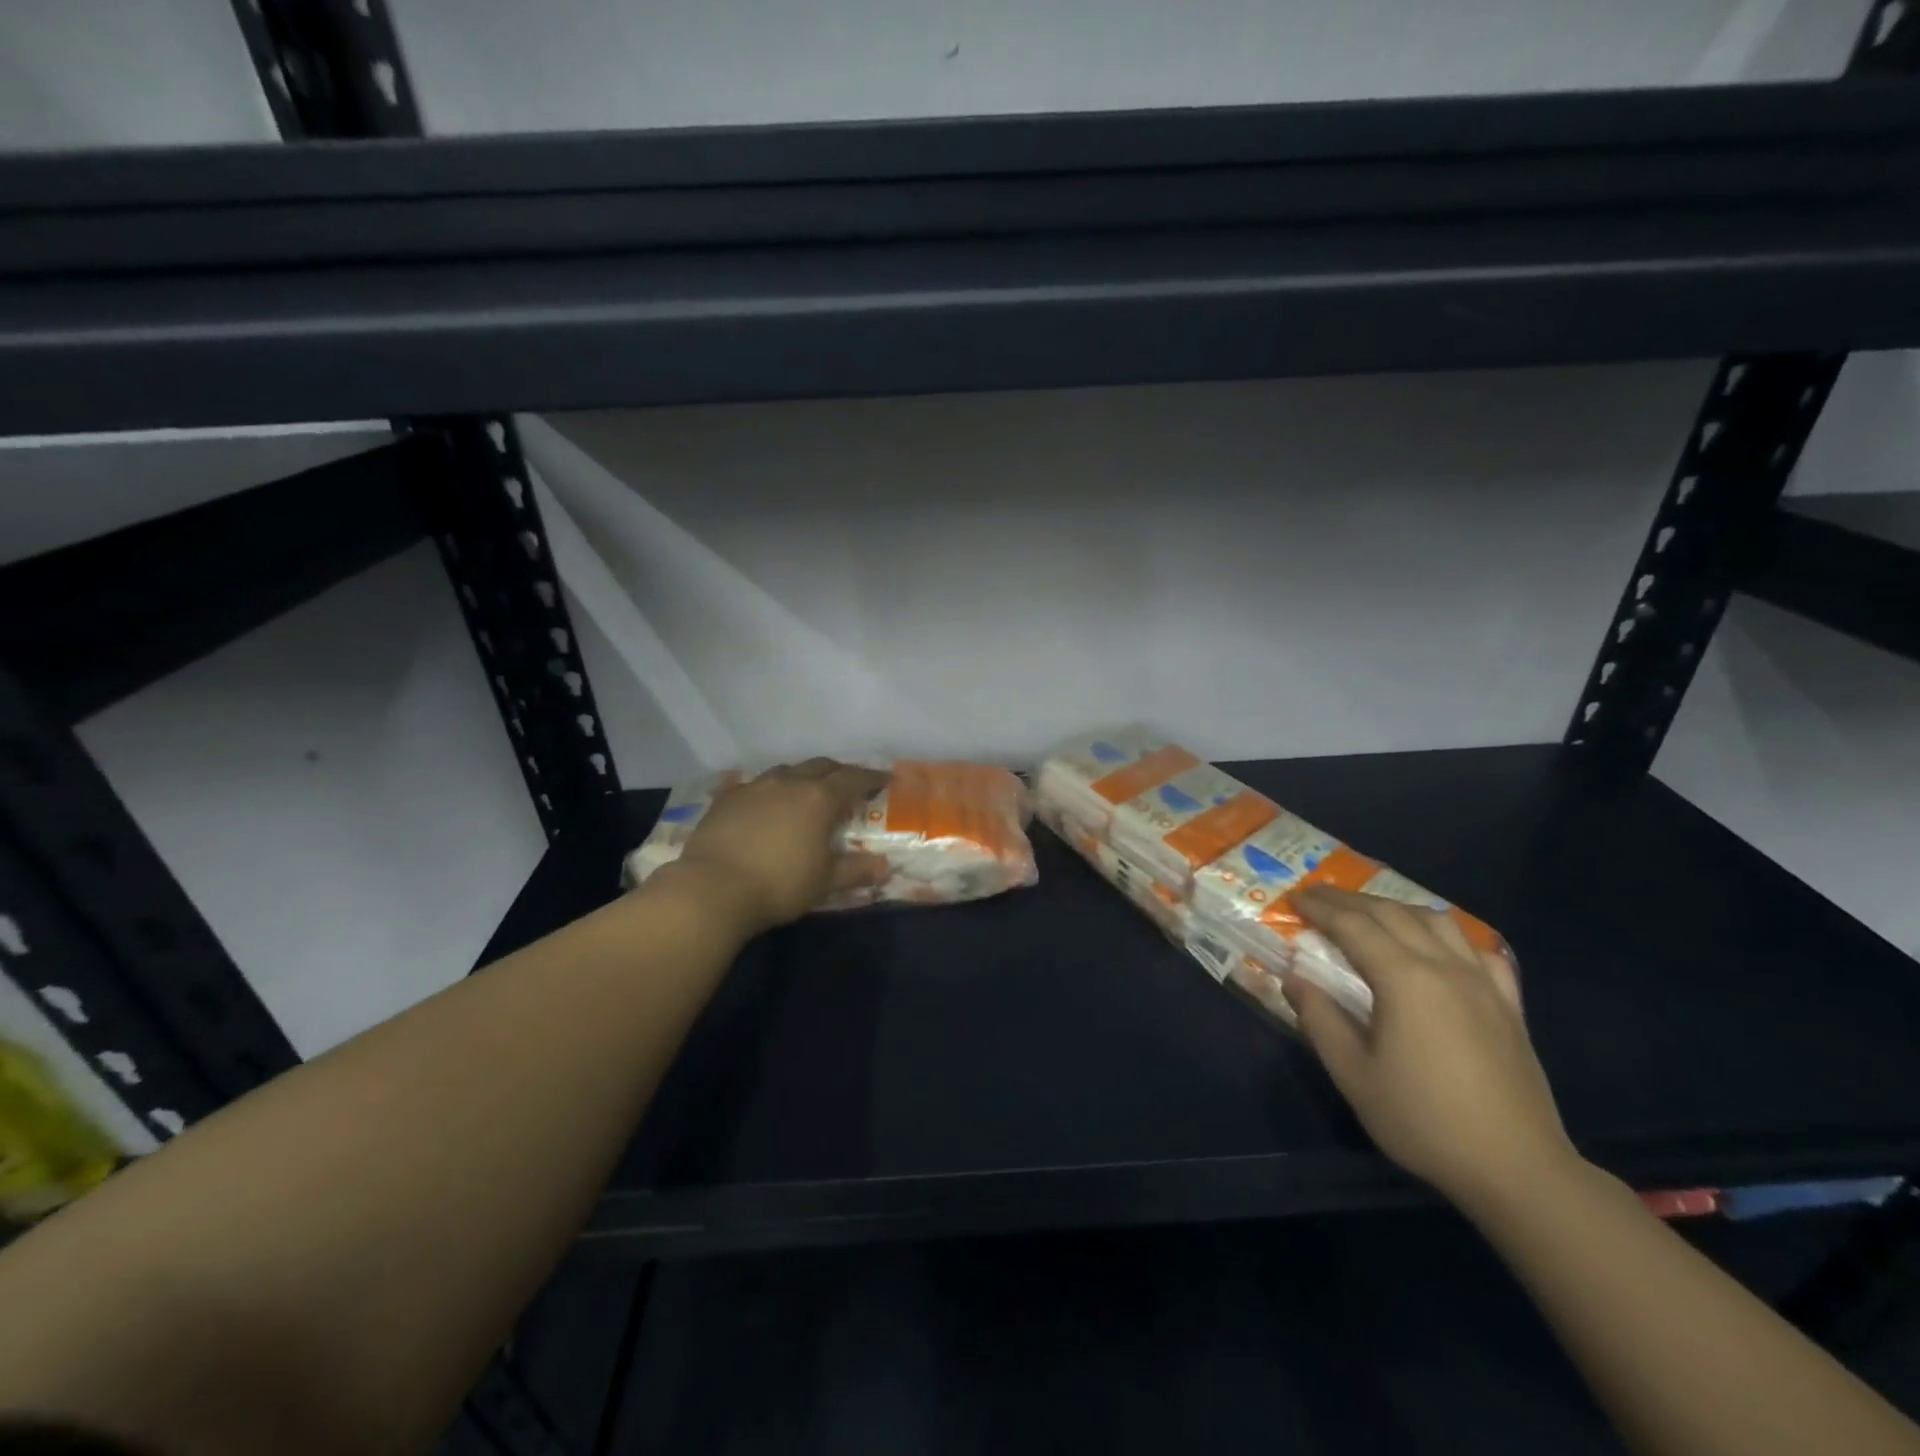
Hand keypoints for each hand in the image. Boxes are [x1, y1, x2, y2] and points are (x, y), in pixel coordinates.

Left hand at [663, 759, 889, 936]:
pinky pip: (755, 786)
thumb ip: (856, 870)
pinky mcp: (726, 799)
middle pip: (820, 766)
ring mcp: (754, 787)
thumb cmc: (779, 884)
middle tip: (848, 786)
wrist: (712, 889)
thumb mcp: (825, 882)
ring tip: (806, 793)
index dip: (871, 778)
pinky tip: (766, 805)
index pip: (853, 779)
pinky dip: (770, 791)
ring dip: (803, 777)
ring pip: (786, 772)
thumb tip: (885, 867)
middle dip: (838, 772)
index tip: (885, 780)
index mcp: (819, 798)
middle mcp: (789, 783)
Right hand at [1286, 886, 1576, 1210]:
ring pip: (1437, 921)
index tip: (1294, 898)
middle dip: (1350, 900)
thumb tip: (1294, 978)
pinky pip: (1478, 950)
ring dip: (1396, 908)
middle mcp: (1444, 966)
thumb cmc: (1423, 1120)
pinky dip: (1448, 935)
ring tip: (1370, 913)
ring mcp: (1483, 983)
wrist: (1517, 1168)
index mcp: (1404, 979)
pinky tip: (1438, 946)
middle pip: (1392, 913)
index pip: (1353, 926)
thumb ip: (1319, 1018)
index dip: (1320, 908)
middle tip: (1318, 897)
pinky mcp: (1509, 1005)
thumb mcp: (1353, 1074)